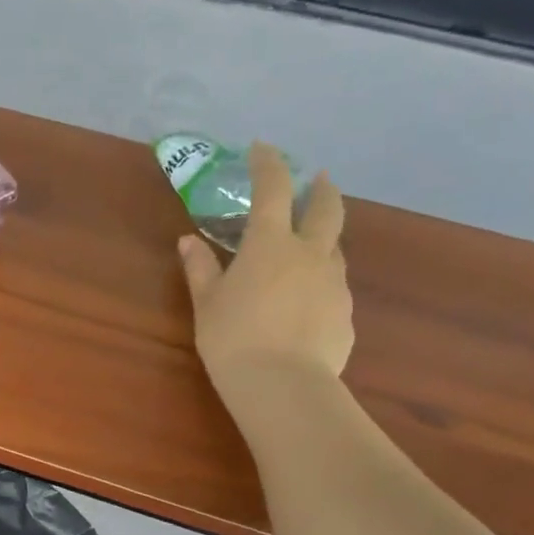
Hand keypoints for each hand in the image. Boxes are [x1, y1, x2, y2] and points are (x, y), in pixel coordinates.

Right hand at [178, 142, 352, 398]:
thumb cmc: (233, 338)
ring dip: (325, 236)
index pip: (273, 189)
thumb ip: (200, 268)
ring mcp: (334, 283)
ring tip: (311, 244)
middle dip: (322, 189)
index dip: (268, 164)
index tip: (262, 149)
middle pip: (327, 208)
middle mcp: (310, 254)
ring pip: (336, 247)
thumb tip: (188, 241)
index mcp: (270, 244)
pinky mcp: (345, 314)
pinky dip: (322, 281)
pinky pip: (335, 287)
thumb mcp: (206, 303)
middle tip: (319, 179)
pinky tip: (307, 302)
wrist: (283, 385)